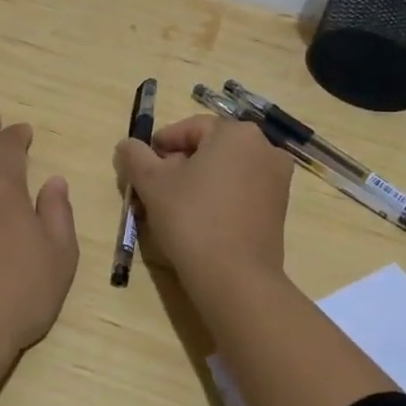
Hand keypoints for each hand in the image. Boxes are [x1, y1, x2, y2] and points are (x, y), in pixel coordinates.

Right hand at [114, 115, 294, 287]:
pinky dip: (219, 196)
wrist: (235, 278)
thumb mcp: (152, 184)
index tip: (142, 165)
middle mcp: (264, 148)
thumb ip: (135, 156)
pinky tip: (199, 219)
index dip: (162, 144)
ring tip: (173, 205)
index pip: (190, 128)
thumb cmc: (191, 219)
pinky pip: (242, 189)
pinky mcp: (279, 207)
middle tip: (154, 187)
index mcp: (236, 133)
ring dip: (198, 180)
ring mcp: (277, 179)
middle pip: (210, 147)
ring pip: (226, 169)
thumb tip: (126, 144)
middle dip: (179, 163)